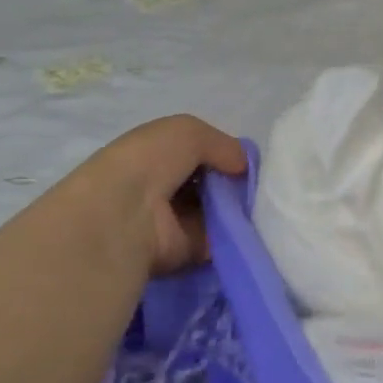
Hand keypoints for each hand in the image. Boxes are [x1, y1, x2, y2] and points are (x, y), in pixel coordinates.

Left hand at [84, 116, 248, 275]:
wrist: (123, 216)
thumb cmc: (148, 164)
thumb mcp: (186, 131)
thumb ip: (221, 143)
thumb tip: (241, 165)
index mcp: (154, 157)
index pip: (197, 155)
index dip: (222, 155)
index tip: (244, 160)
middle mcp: (162, 189)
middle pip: (210, 184)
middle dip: (234, 183)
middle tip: (256, 183)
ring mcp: (174, 222)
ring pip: (219, 211)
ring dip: (238, 208)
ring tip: (259, 202)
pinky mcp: (187, 251)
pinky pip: (222, 239)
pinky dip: (238, 233)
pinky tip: (253, 223)